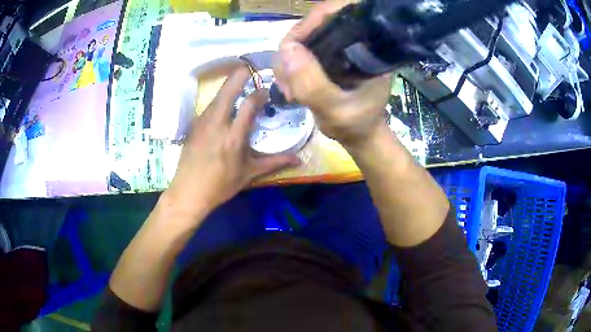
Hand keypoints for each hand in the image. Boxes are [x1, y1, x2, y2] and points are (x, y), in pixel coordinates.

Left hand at [164, 66, 299, 221]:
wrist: (188, 192)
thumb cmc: (221, 185)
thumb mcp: (249, 174)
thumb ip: (274, 163)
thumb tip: (299, 159)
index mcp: (234, 137)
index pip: (249, 104)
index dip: (259, 93)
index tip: (266, 91)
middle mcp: (217, 123)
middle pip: (228, 90)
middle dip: (240, 75)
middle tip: (251, 68)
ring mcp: (202, 122)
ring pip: (217, 96)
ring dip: (229, 86)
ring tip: (240, 81)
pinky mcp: (194, 125)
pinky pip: (209, 106)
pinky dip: (220, 99)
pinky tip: (225, 103)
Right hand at [273, 0, 391, 148]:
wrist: (358, 134)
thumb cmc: (355, 124)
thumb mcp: (335, 111)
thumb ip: (312, 85)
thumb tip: (286, 48)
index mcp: (369, 46)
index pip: (340, 13)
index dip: (312, 21)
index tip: (292, 47)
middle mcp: (355, 39)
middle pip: (315, 22)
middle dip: (293, 48)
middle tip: (287, 81)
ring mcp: (339, 45)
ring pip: (303, 36)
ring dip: (288, 61)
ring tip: (290, 90)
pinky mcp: (327, 53)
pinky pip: (299, 49)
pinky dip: (289, 65)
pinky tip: (290, 86)